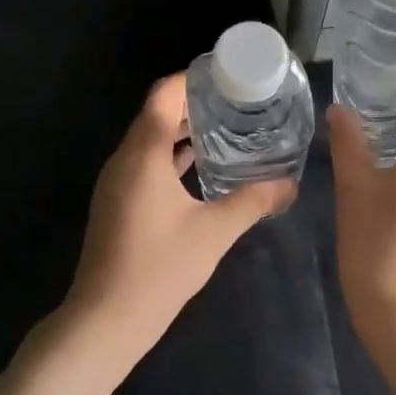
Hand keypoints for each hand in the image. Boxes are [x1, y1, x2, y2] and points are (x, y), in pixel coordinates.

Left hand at [57, 73, 294, 374]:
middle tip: (236, 102)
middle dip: (193, 104)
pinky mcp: (118, 203)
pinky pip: (146, 164)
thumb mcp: (214, 232)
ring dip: (182, 131)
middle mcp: (124, 160)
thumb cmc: (159, 268)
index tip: (226, 75)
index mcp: (143, 154)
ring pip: (150, 141)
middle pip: (156, 114)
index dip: (192, 78)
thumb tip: (290, 185)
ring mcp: (117, 182)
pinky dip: (171, 157)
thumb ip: (253, 202)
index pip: (163, 94)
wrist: (106, 319)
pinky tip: (201, 168)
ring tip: (226, 128)